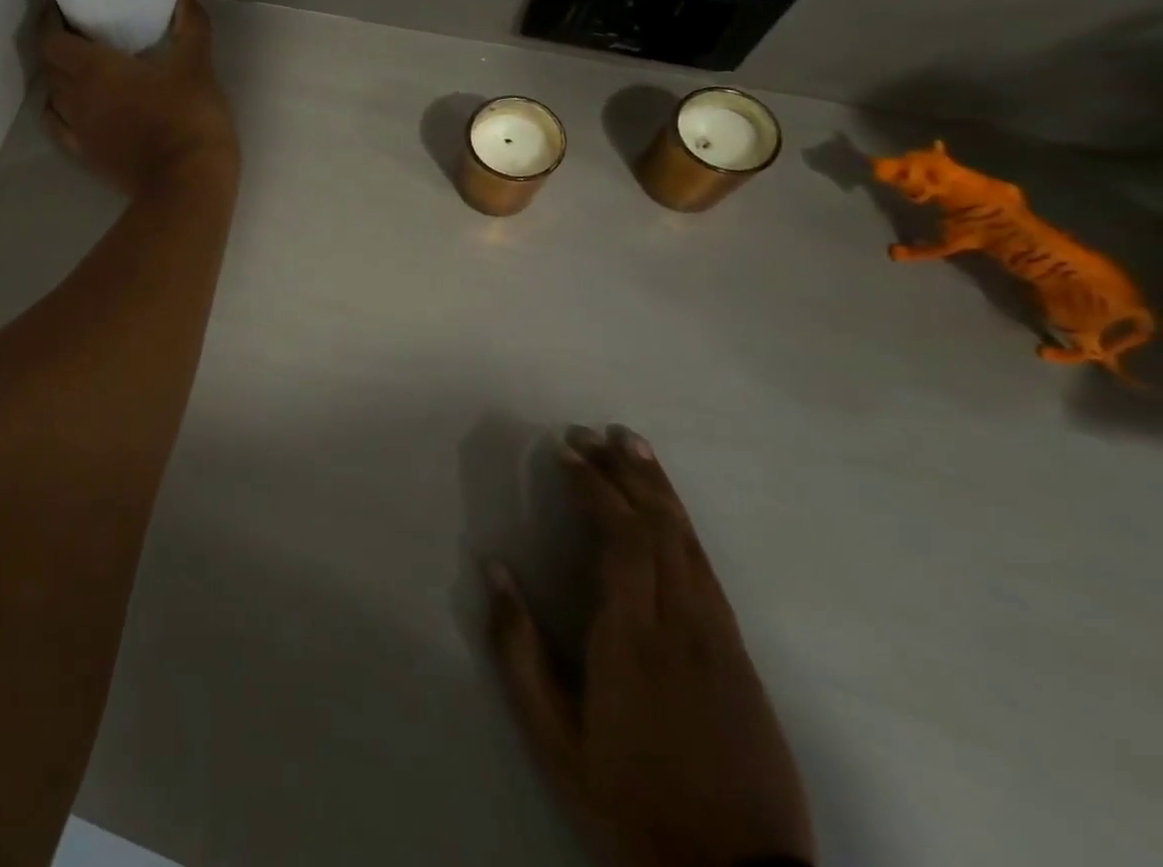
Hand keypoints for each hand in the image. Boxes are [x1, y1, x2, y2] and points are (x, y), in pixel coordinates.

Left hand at [38, 0, 238, 197]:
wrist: (187, 183)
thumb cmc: (188, 117)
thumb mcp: (196, 65)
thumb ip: (192, 25)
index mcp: (94, 69)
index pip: (51, 39)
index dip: (50, 21)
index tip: (62, 9)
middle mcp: (75, 97)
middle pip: (50, 66)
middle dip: (58, 47)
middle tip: (81, 35)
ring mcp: (78, 131)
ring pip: (53, 97)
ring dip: (60, 80)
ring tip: (81, 71)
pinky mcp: (86, 157)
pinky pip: (60, 129)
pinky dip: (62, 113)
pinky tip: (77, 110)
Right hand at [487, 426, 814, 866]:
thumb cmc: (628, 803)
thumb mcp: (554, 739)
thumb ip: (518, 650)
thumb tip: (495, 568)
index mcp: (631, 641)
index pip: (620, 538)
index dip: (595, 485)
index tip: (566, 449)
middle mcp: (682, 628)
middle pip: (659, 528)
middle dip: (627, 472)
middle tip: (598, 432)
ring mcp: (720, 642)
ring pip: (691, 544)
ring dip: (661, 489)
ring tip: (635, 447)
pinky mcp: (742, 660)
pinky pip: (709, 573)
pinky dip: (684, 528)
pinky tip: (669, 512)